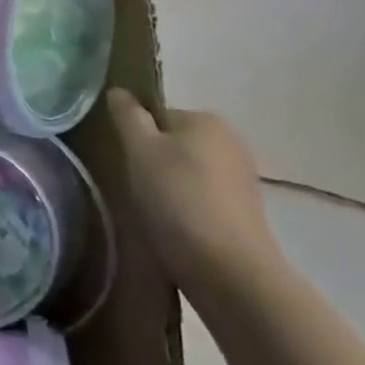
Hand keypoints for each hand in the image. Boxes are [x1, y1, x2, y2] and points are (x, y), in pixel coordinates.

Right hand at [106, 89, 283, 304]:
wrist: (230, 273)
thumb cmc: (178, 199)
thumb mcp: (140, 149)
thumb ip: (127, 115)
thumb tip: (119, 91)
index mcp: (206, 119)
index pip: (156, 116)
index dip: (136, 138)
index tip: (126, 163)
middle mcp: (231, 142)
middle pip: (173, 145)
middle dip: (153, 164)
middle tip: (134, 190)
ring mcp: (242, 181)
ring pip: (187, 175)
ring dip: (169, 190)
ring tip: (152, 216)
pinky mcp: (246, 216)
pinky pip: (202, 202)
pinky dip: (187, 212)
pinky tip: (175, 232)